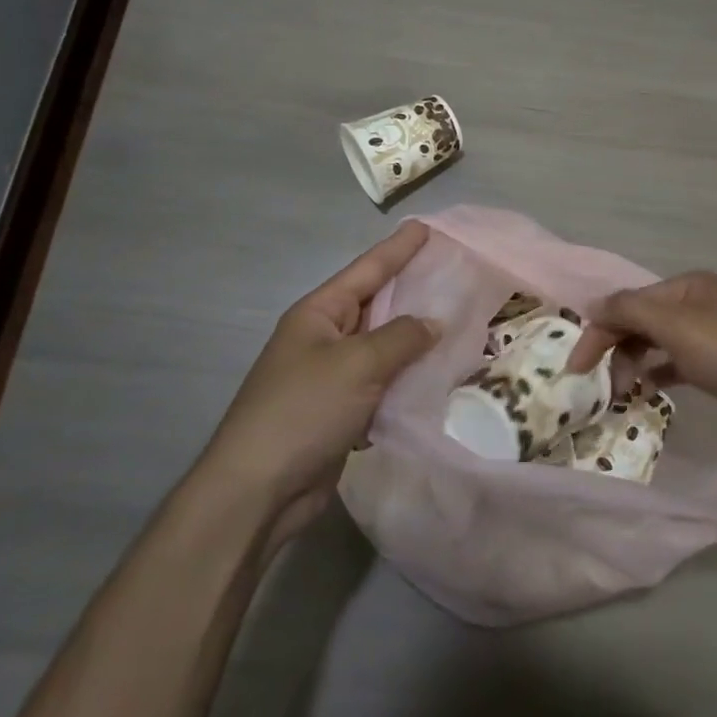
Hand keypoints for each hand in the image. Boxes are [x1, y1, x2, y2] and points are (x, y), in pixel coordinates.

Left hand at [201, 221, 437, 544]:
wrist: (259, 489)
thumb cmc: (304, 410)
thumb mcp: (357, 364)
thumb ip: (401, 337)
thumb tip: (433, 322)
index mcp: (318, 313)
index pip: (366, 270)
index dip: (397, 248)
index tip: (425, 226)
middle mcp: (324, 338)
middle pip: (376, 305)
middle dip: (411, 290)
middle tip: (452, 272)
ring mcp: (331, 376)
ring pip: (382, 347)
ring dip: (414, 339)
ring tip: (457, 321)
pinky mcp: (341, 411)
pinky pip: (382, 383)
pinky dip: (406, 378)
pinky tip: (437, 375)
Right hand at [572, 271, 716, 438]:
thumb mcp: (677, 326)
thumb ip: (630, 311)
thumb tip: (592, 305)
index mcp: (685, 286)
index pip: (629, 303)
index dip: (600, 330)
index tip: (576, 366)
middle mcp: (694, 304)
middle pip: (640, 321)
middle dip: (616, 348)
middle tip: (600, 384)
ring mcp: (707, 333)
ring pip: (655, 343)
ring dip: (633, 363)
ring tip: (622, 392)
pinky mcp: (716, 363)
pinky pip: (673, 363)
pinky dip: (656, 373)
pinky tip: (646, 390)